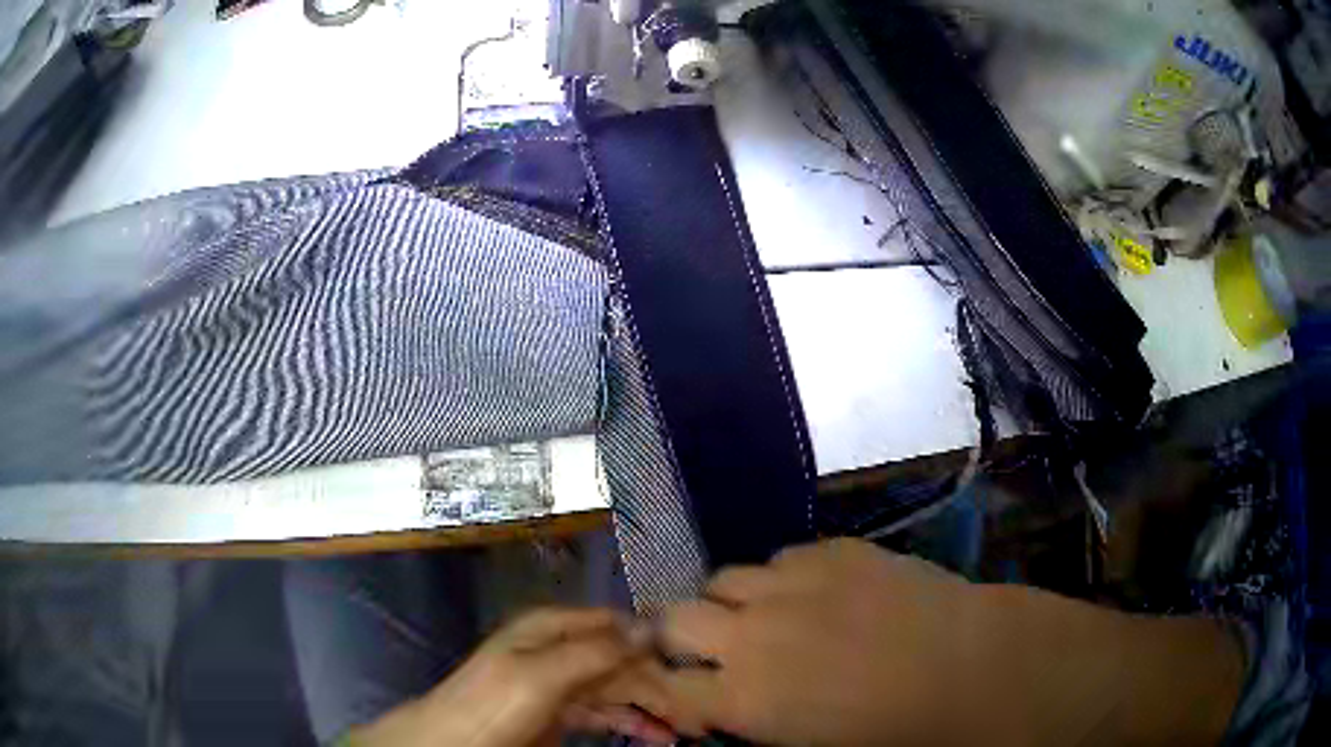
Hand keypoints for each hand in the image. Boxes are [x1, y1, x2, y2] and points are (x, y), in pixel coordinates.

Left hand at [348, 607, 674, 746]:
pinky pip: (606, 714)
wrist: (454, 744)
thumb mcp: (542, 674)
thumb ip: (595, 651)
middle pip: (620, 659)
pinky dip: (631, 722)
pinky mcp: (561, 715)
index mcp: (551, 628)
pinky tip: (656, 735)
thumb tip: (650, 627)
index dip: (652, 637)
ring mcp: (560, 684)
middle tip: (699, 705)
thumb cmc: (495, 703)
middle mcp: (559, 650)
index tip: (695, 658)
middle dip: (658, 679)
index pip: (614, 623)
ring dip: (651, 705)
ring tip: (687, 725)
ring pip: (617, 689)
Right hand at [649, 538, 1243, 746]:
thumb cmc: (897, 731)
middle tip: (710, 648)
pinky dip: (781, 578)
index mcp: (747, 698)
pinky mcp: (834, 550)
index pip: (666, 685)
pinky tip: (813, 594)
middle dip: (682, 635)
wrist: (972, 666)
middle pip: (677, 617)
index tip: (675, 687)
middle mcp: (754, 635)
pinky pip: (781, 556)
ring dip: (732, 601)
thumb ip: (753, 724)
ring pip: (725, 577)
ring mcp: (794, 584)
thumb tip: (723, 707)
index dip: (664, 684)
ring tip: (762, 617)